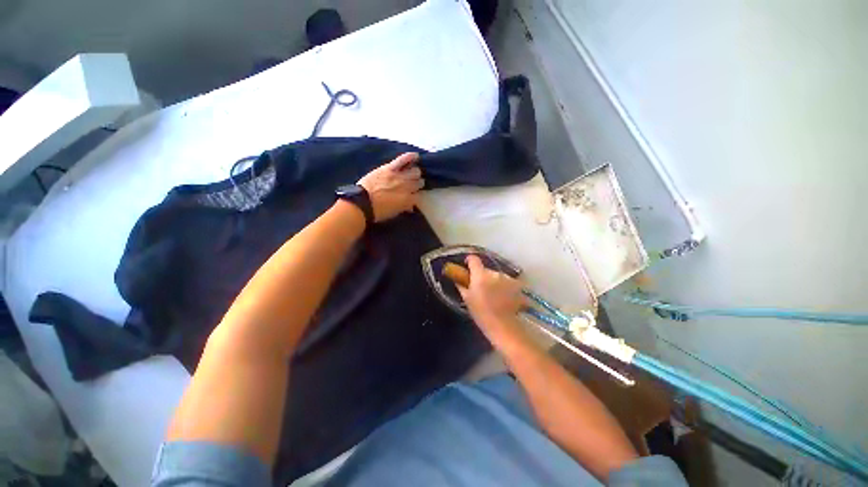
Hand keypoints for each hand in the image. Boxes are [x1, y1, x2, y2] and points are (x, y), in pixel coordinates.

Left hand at [357, 153, 423, 221]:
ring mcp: (399, 176)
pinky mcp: (390, 168)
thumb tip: (410, 206)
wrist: (362, 202)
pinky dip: (410, 157)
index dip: (417, 195)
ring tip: (412, 174)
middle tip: (413, 184)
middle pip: (419, 182)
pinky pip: (403, 160)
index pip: (419, 195)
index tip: (414, 195)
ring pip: (415, 171)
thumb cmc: (378, 211)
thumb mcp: (394, 212)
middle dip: (417, 184)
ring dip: (415, 174)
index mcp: (408, 199)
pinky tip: (416, 156)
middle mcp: (407, 187)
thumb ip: (404, 207)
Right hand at [457, 255, 527, 329]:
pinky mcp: (516, 284)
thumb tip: (457, 278)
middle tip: (480, 288)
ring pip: (496, 275)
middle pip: (485, 269)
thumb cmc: (481, 313)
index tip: (467, 265)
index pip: (474, 259)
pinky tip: (503, 297)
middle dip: (482, 275)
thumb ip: (461, 285)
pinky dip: (504, 286)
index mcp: (480, 275)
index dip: (469, 260)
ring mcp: (507, 278)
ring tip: (493, 295)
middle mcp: (494, 273)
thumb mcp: (467, 299)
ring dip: (494, 281)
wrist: (503, 326)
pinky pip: (506, 281)